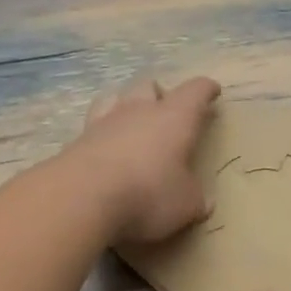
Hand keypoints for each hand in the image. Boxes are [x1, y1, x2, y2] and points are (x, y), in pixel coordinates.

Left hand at [69, 75, 221, 244]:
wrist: (83, 198)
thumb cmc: (148, 194)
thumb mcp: (186, 205)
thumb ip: (196, 199)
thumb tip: (204, 202)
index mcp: (175, 118)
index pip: (195, 91)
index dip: (206, 90)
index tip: (212, 91)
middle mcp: (139, 110)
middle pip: (149, 85)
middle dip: (160, 94)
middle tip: (166, 111)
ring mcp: (104, 122)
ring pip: (116, 97)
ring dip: (126, 104)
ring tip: (131, 121)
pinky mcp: (78, 140)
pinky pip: (94, 125)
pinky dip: (103, 132)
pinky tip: (106, 147)